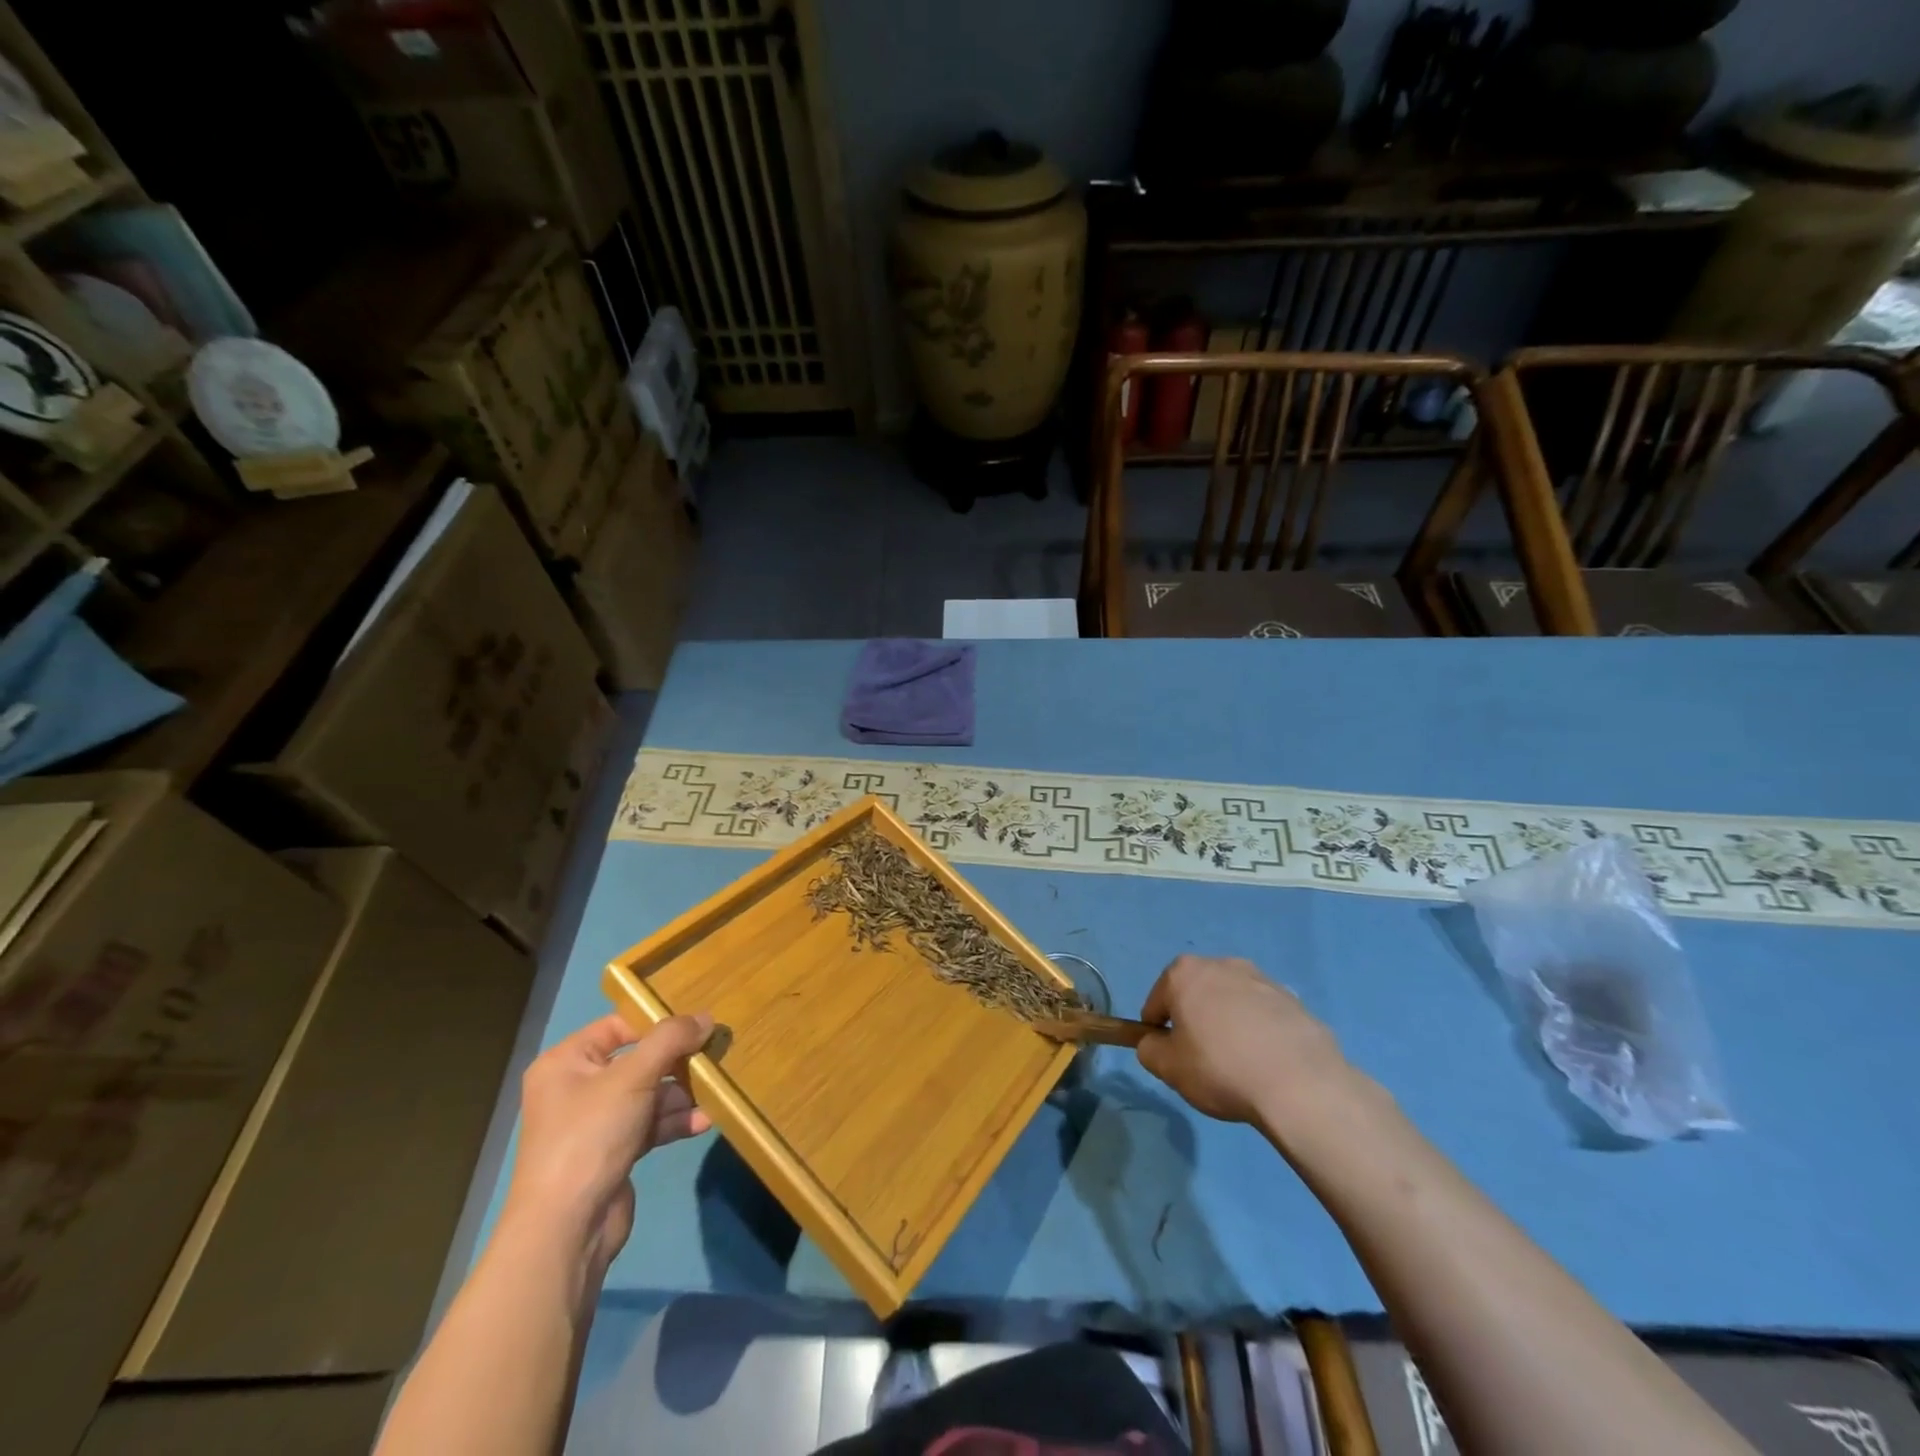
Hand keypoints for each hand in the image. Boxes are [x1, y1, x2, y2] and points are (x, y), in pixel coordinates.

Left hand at [502, 1012, 713, 1267]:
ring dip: (681, 1094)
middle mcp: (577, 1088)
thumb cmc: (590, 1136)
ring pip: (648, 1094)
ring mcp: (595, 1123)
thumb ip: (671, 1040)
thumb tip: (706, 1017)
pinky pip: (649, 1124)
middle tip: (712, 1057)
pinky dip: (675, 1121)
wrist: (567, 1229)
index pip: (618, 1026)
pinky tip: (704, 1121)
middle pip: (638, 1061)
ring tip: (714, 1091)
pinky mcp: (613, 1152)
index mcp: (566, 1062)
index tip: (696, 1025)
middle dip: (676, 1062)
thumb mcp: (633, 1077)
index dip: (656, 1023)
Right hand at [1136, 955, 1349, 1128]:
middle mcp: (1222, 964)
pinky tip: (1267, 1064)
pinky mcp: (1293, 1000)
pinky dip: (1259, 1032)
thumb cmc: (1220, 1068)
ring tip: (1239, 1065)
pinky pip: (1263, 1015)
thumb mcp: (1168, 1068)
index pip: (1157, 1002)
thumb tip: (1155, 1043)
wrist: (1300, 1084)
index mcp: (1184, 973)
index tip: (1170, 1056)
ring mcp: (1261, 979)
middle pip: (1196, 994)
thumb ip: (1149, 1050)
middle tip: (1203, 1060)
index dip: (1158, 1030)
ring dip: (1228, 1023)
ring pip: (1231, 1002)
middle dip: (1195, 1020)